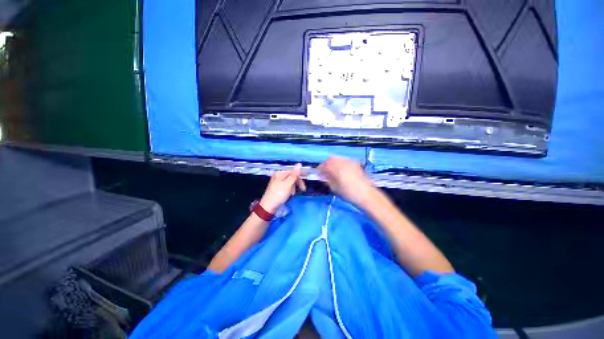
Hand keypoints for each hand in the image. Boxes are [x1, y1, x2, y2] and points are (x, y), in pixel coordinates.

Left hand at [259, 164, 305, 213]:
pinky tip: (290, 194)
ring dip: (294, 187)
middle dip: (297, 182)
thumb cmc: (279, 195)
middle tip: (303, 189)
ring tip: (293, 193)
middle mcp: (278, 176)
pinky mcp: (278, 188)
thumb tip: (299, 164)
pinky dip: (290, 190)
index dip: (301, 175)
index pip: (293, 171)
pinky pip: (287, 186)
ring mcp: (277, 182)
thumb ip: (294, 174)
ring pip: (290, 182)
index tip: (307, 179)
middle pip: (292, 176)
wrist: (268, 207)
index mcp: (280, 173)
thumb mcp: (288, 184)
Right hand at [318, 157, 374, 205]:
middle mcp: (342, 162)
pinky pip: (344, 160)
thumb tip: (323, 175)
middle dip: (326, 164)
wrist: (366, 194)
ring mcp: (350, 162)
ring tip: (333, 172)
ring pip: (338, 158)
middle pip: (330, 159)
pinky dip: (340, 164)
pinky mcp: (356, 164)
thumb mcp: (334, 188)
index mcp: (335, 168)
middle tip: (325, 172)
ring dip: (333, 163)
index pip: (324, 164)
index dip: (320, 168)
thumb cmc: (348, 193)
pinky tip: (342, 171)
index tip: (318, 173)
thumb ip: (327, 180)